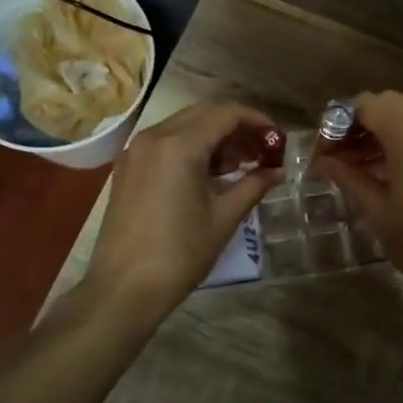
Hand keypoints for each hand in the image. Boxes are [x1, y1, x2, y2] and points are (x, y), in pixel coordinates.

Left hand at [85, 100, 281, 329]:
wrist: (124, 289)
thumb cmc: (180, 254)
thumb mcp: (223, 218)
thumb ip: (253, 185)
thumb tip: (277, 172)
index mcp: (179, 145)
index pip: (226, 113)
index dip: (257, 120)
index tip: (278, 138)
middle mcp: (154, 136)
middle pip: (204, 113)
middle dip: (237, 126)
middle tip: (263, 150)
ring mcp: (136, 150)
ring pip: (184, 126)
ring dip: (215, 136)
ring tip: (242, 164)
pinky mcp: (128, 167)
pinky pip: (166, 142)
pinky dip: (192, 147)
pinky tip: (211, 173)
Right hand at [312, 91, 402, 294]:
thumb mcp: (375, 208)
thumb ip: (348, 175)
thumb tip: (323, 160)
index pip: (368, 104)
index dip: (341, 121)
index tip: (325, 148)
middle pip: (391, 106)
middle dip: (363, 126)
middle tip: (340, 157)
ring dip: (386, 133)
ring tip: (362, 166)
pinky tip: (394, 169)